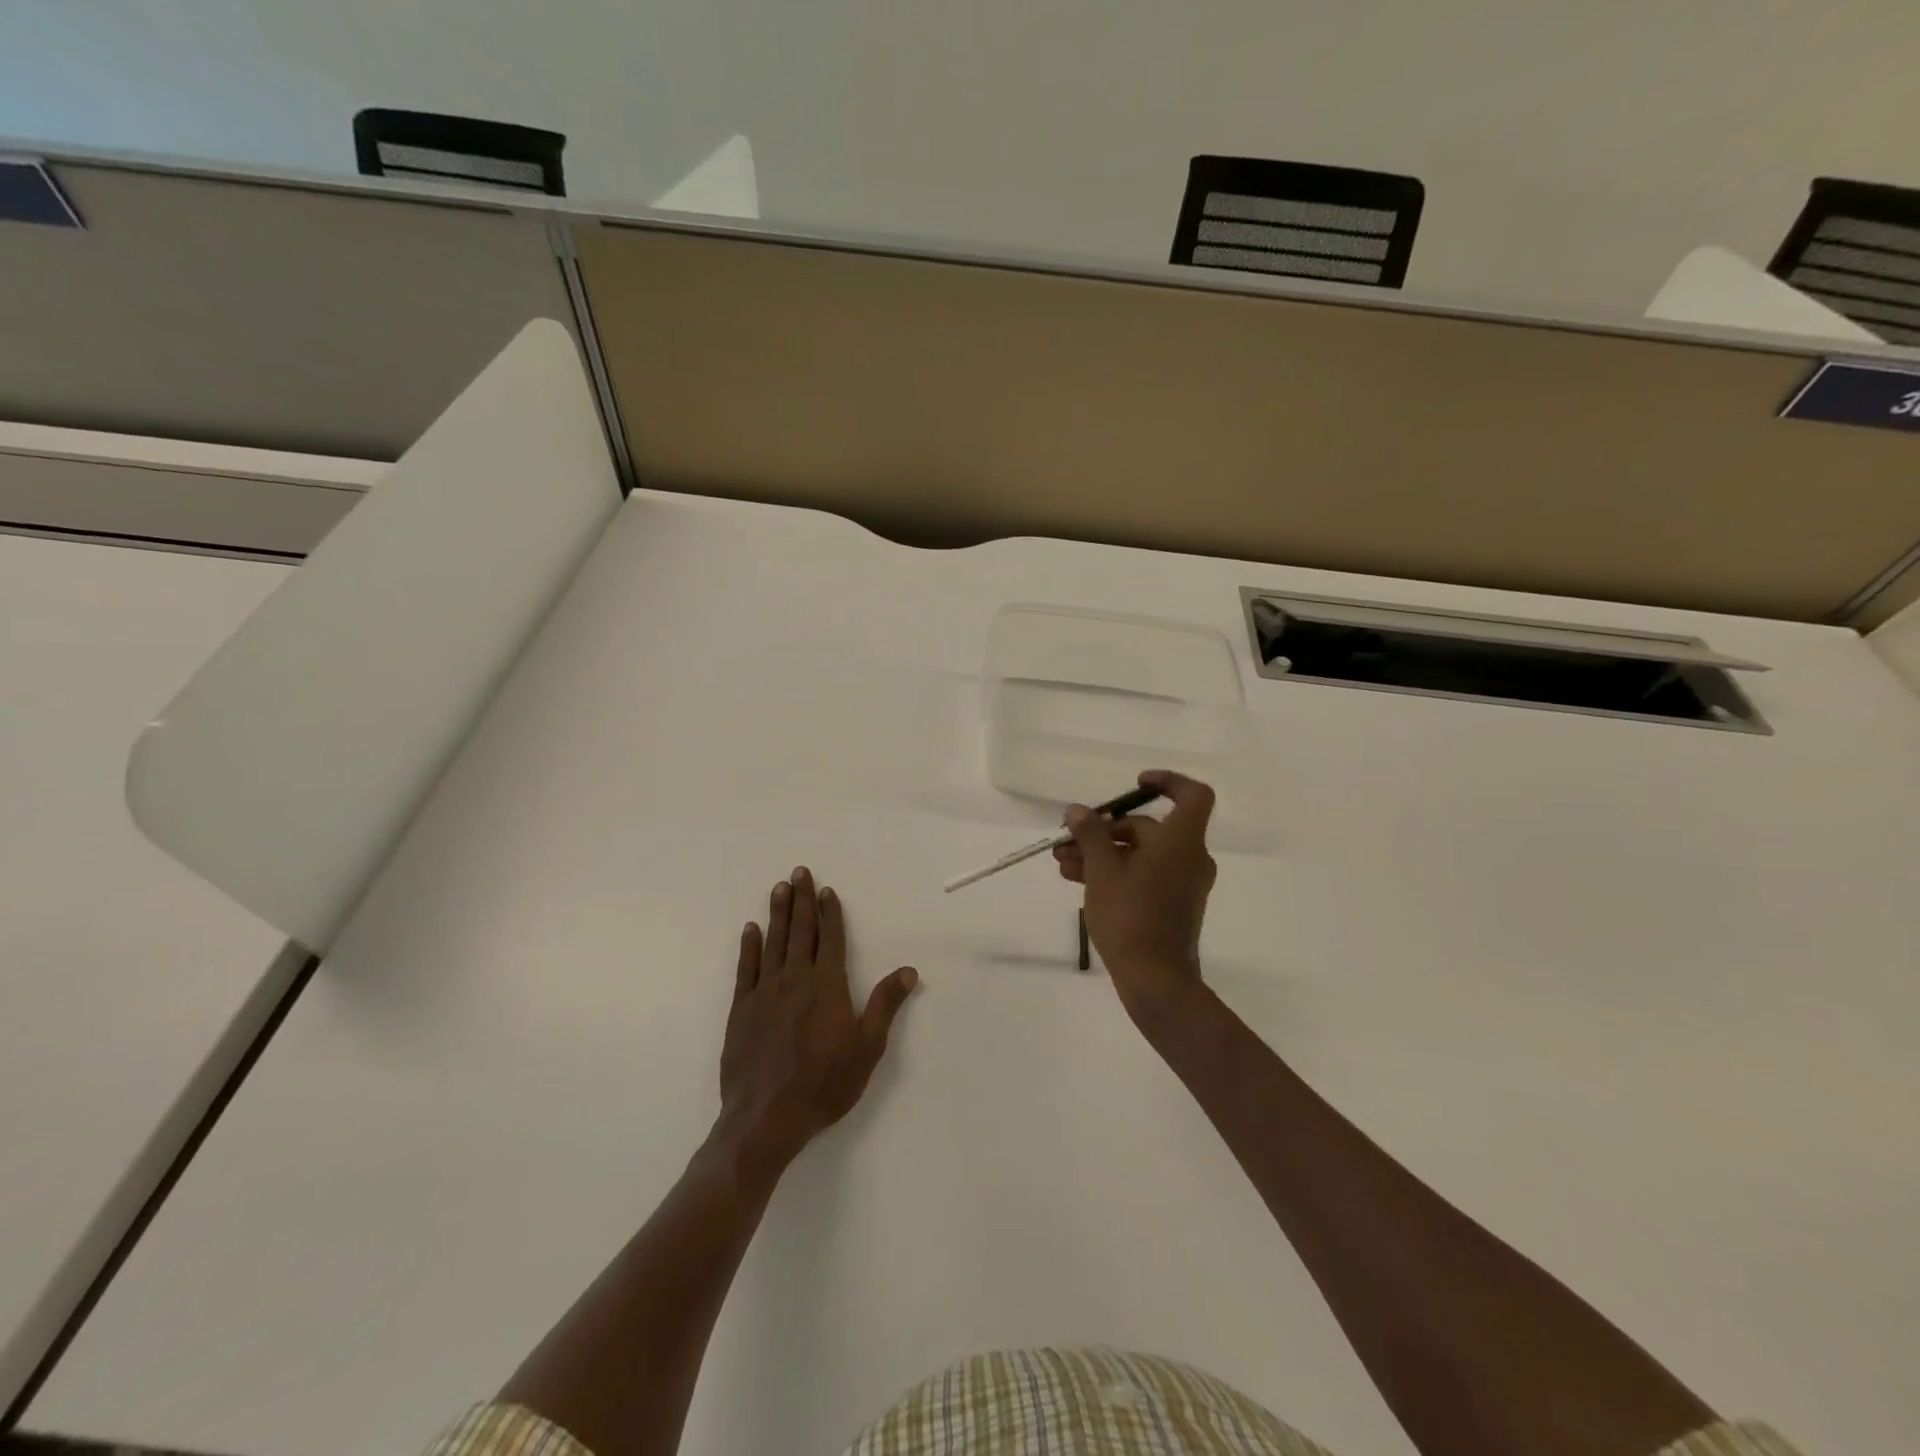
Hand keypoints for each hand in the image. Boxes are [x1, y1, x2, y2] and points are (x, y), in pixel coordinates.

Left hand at [717, 867, 917, 1169]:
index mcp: (827, 985)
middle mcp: (795, 979)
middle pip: (800, 931)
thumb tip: (908, 970)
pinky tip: (750, 930)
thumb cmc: (824, 1084)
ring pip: (773, 942)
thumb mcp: (867, 1048)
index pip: (830, 938)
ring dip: (777, 913)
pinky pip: (746, 969)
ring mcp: (765, 992)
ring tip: (779, 888)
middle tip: (798, 872)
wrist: (766, 1118)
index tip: (826, 890)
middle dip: (801, 900)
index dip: (829, 912)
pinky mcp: (741, 1010)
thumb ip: (885, 1005)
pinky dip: (749, 947)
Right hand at [1054, 769, 1216, 1019]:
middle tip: (1068, 840)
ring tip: (1062, 863)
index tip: (1135, 785)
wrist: (1155, 981)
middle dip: (1105, 831)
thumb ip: (1091, 834)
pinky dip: (1115, 873)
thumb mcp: (1102, 870)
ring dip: (1102, 854)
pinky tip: (1078, 880)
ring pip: (1140, 855)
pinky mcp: (1172, 906)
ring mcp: (1182, 885)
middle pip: (1149, 828)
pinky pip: (1144, 876)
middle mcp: (1189, 858)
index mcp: (1182, 842)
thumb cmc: (1130, 916)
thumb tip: (1079, 810)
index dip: (1167, 782)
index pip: (1192, 795)